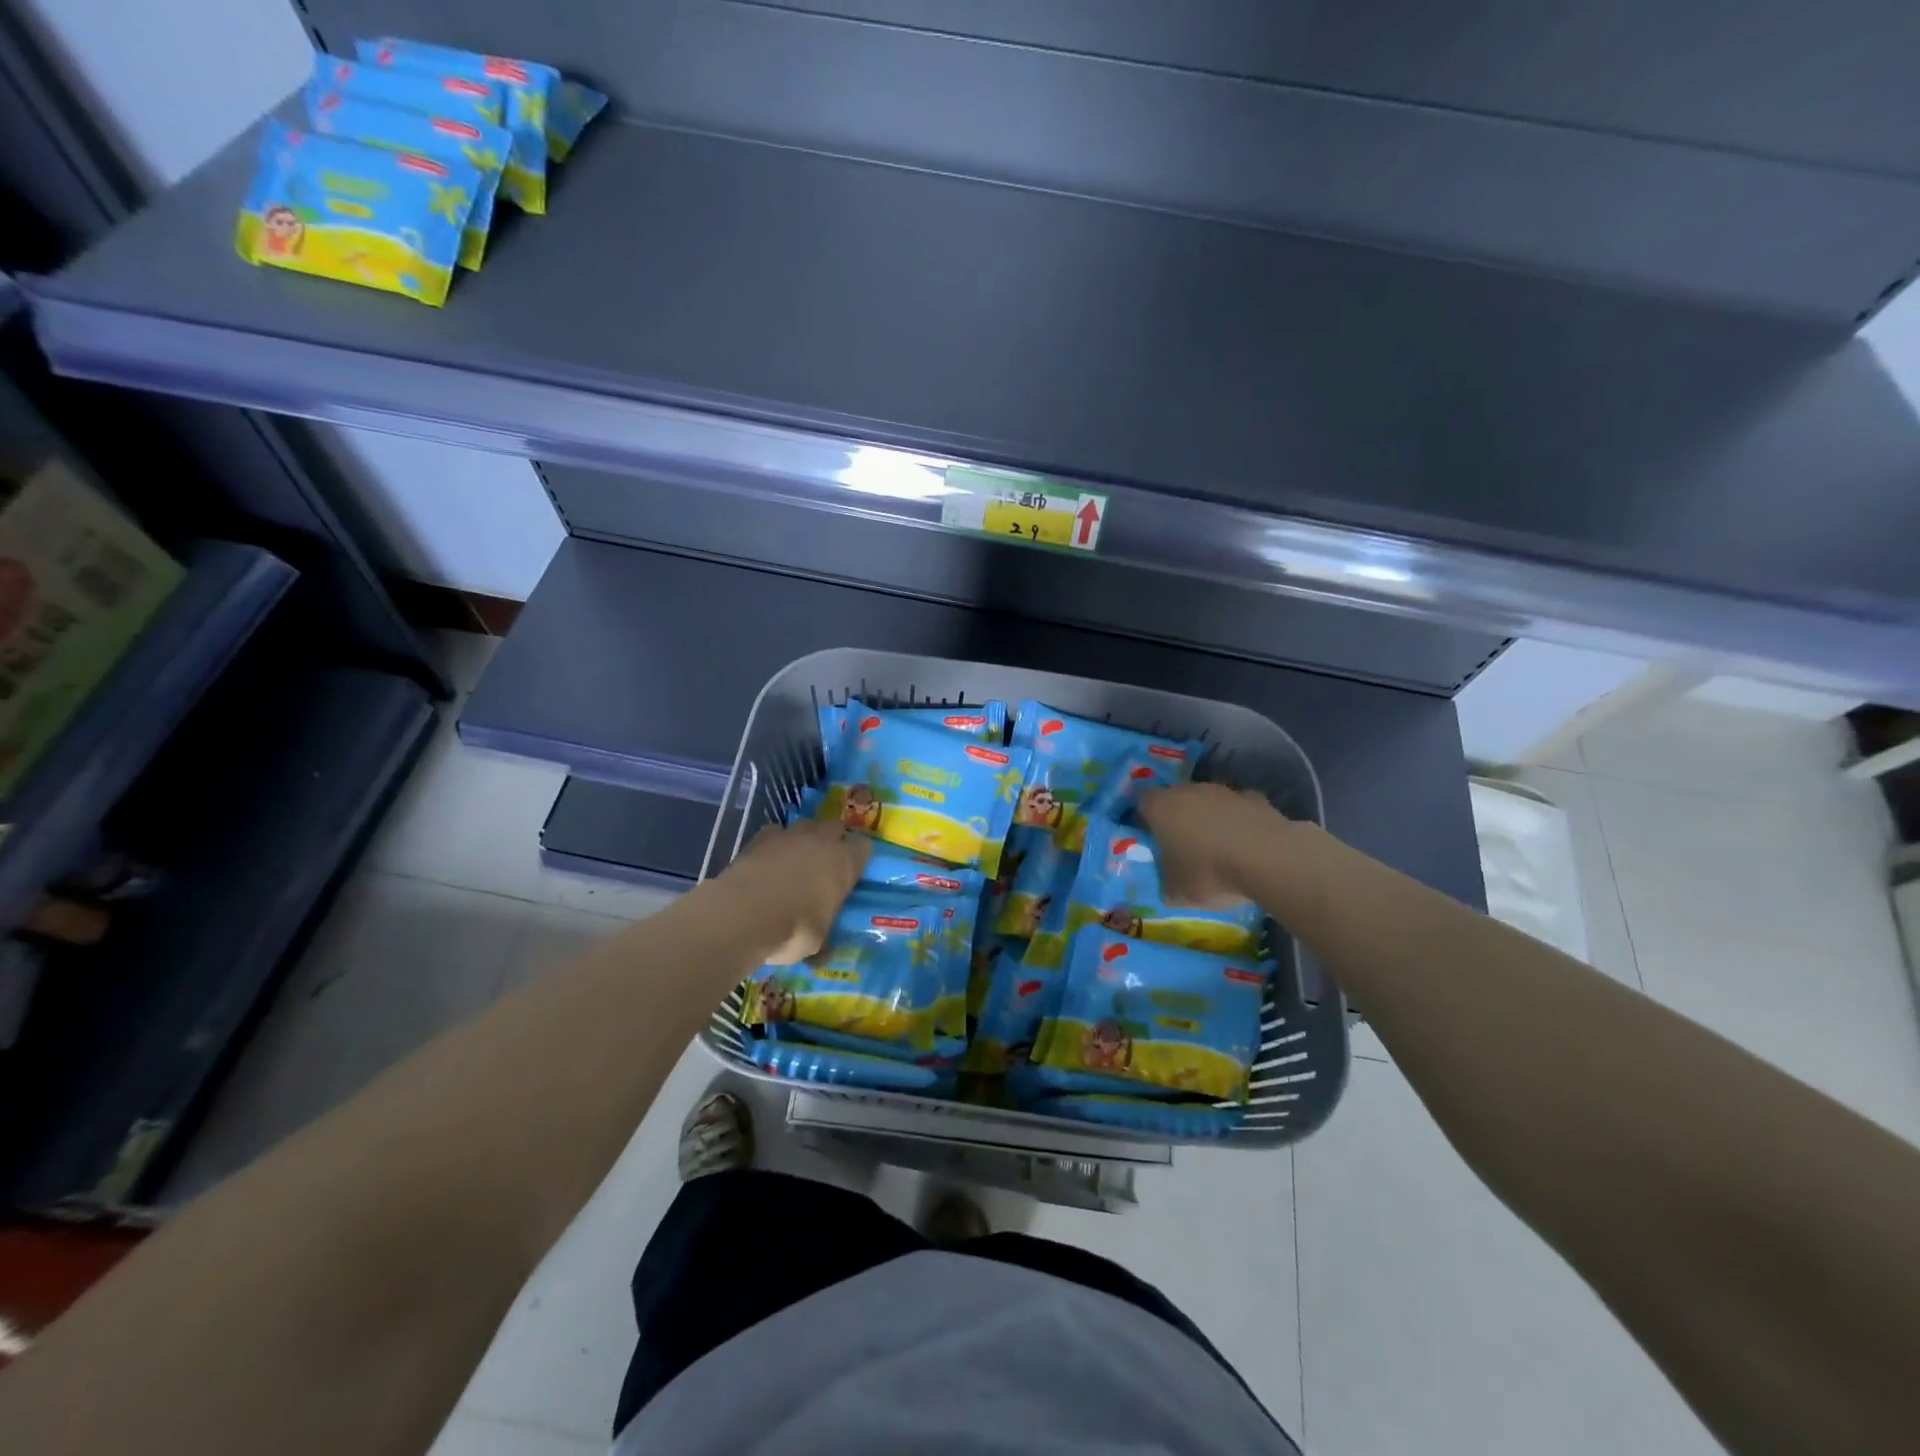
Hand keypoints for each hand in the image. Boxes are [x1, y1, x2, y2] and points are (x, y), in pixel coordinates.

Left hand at [716, 819, 869, 963]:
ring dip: (804, 839)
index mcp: (844, 862)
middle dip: (832, 841)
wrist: (743, 915)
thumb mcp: (816, 943)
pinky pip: (775, 832)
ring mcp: (790, 835)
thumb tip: (822, 955)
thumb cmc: (793, 929)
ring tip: (795, 861)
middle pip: (835, 828)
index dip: (857, 859)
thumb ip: (823, 940)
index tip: (852, 873)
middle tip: (825, 865)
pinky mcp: (760, 837)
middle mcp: (821, 841)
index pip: (863, 847)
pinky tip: (767, 861)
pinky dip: (774, 844)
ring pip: (805, 825)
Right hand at [1138, 783, 1290, 906]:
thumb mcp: (1175, 892)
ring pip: (1207, 801)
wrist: (1269, 860)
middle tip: (1183, 847)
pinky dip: (1238, 821)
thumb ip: (1164, 881)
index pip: (1142, 803)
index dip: (1145, 820)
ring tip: (1218, 849)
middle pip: (1175, 798)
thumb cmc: (1210, 873)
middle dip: (1177, 818)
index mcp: (1161, 808)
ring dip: (1209, 818)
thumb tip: (1166, 882)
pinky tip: (1245, 844)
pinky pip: (1237, 808)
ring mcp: (1224, 791)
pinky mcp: (1255, 798)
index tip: (1151, 841)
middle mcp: (1188, 791)